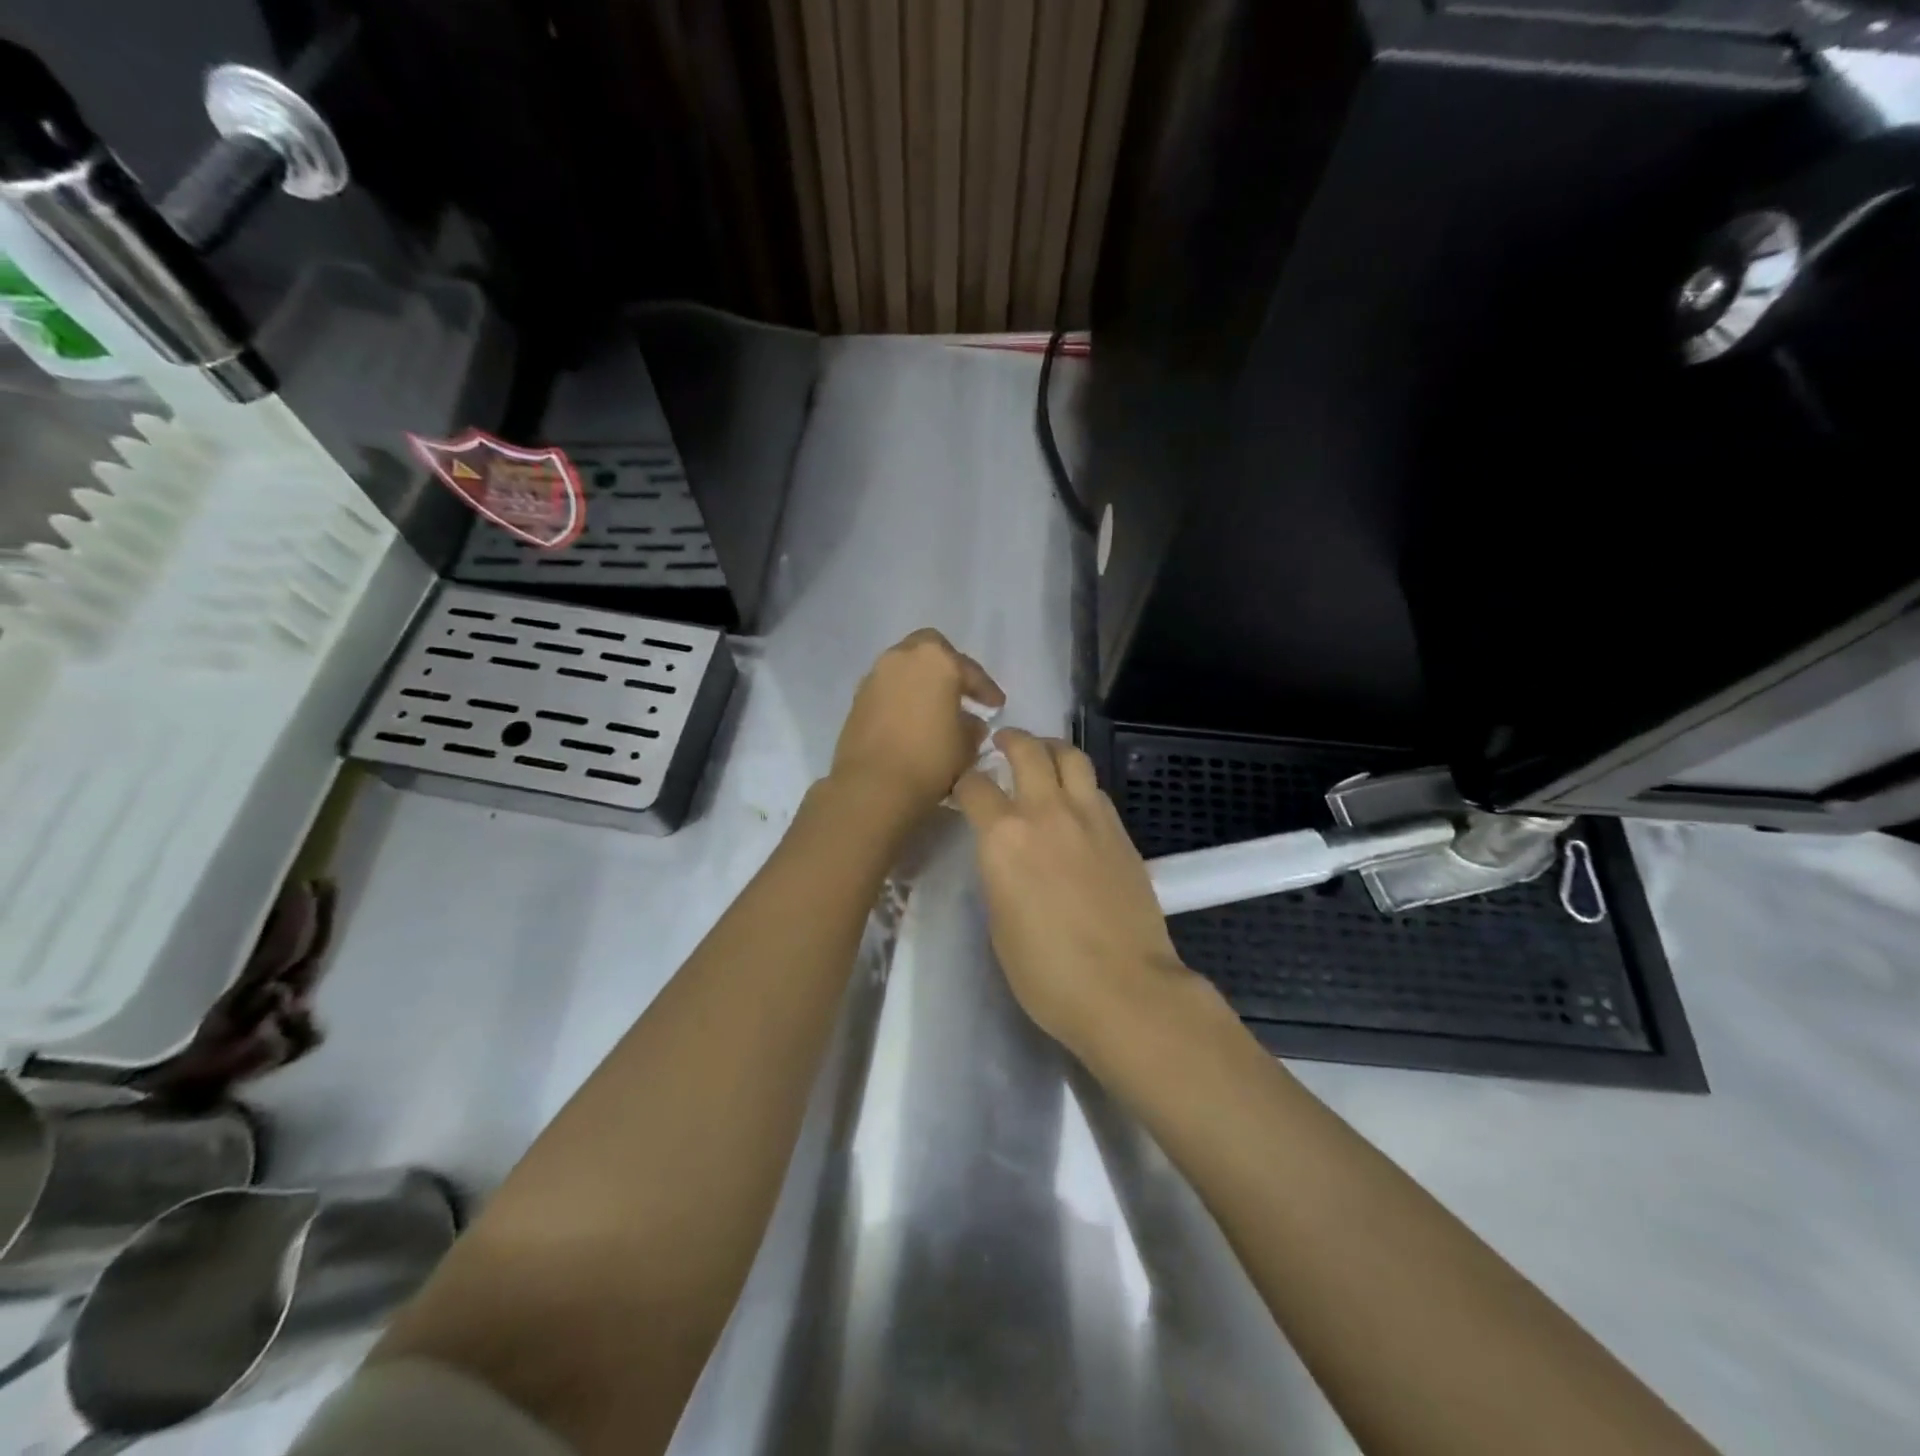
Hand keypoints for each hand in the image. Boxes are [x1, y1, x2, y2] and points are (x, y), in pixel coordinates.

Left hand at [829, 629, 1004, 827]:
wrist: (872, 786)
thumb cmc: (929, 759)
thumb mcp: (966, 746)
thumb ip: (972, 727)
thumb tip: (970, 723)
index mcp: (936, 660)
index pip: (970, 671)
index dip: (987, 690)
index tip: (997, 706)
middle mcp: (903, 657)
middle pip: (931, 650)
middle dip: (949, 668)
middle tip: (962, 693)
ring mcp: (875, 676)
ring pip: (906, 667)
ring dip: (922, 682)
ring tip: (936, 708)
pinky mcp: (857, 698)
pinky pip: (888, 689)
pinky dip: (902, 697)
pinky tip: (912, 720)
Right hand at [953, 729, 1203, 1055]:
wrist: (1124, 988)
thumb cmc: (1046, 972)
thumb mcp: (999, 923)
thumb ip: (998, 873)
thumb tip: (1004, 855)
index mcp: (1004, 837)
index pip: (975, 787)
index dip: (963, 783)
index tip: (962, 787)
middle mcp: (1046, 812)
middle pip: (1027, 751)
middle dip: (1010, 740)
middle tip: (1003, 743)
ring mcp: (1089, 817)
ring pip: (1071, 756)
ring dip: (1051, 748)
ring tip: (1043, 755)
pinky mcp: (1121, 831)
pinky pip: (1095, 789)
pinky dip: (1079, 782)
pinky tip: (1074, 800)